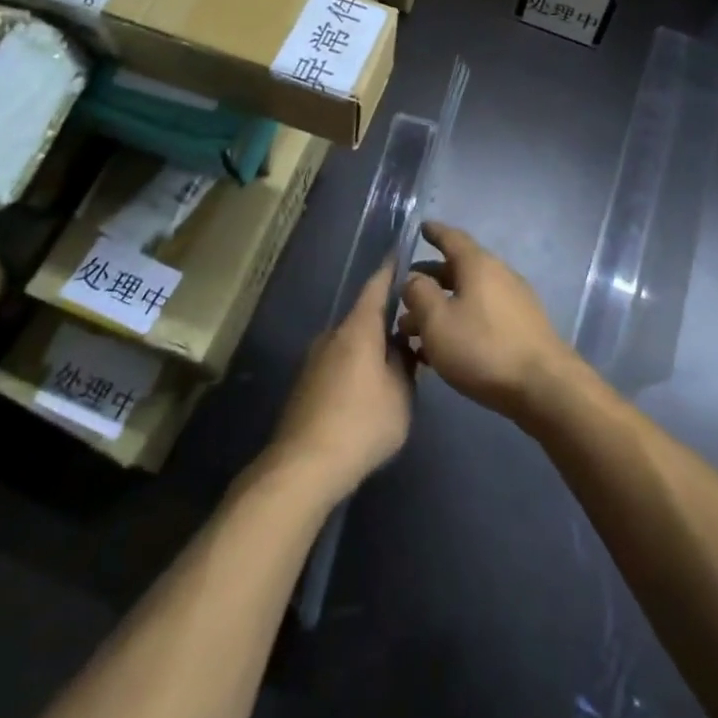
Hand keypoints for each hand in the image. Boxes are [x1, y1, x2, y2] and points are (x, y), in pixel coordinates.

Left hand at [267, 271, 412, 504]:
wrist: (304, 464)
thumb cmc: (362, 423)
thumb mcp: (401, 394)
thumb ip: (406, 364)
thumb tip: (402, 348)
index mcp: (359, 327)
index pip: (377, 285)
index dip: (391, 269)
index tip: (403, 253)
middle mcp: (333, 334)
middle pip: (365, 316)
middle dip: (388, 319)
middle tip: (413, 327)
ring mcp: (315, 358)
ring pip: (351, 341)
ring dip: (372, 346)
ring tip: (396, 363)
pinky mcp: (306, 383)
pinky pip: (339, 362)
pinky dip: (357, 366)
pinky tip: (370, 390)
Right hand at [397, 223, 577, 424]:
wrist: (544, 386)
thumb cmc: (483, 348)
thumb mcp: (437, 321)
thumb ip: (419, 294)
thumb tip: (414, 279)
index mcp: (478, 264)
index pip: (452, 238)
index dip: (434, 232)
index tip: (421, 228)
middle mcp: (499, 274)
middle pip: (459, 269)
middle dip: (430, 279)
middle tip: (406, 292)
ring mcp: (514, 301)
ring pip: (469, 295)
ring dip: (443, 306)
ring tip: (415, 330)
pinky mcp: (522, 327)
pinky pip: (483, 314)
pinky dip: (461, 321)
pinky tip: (444, 348)